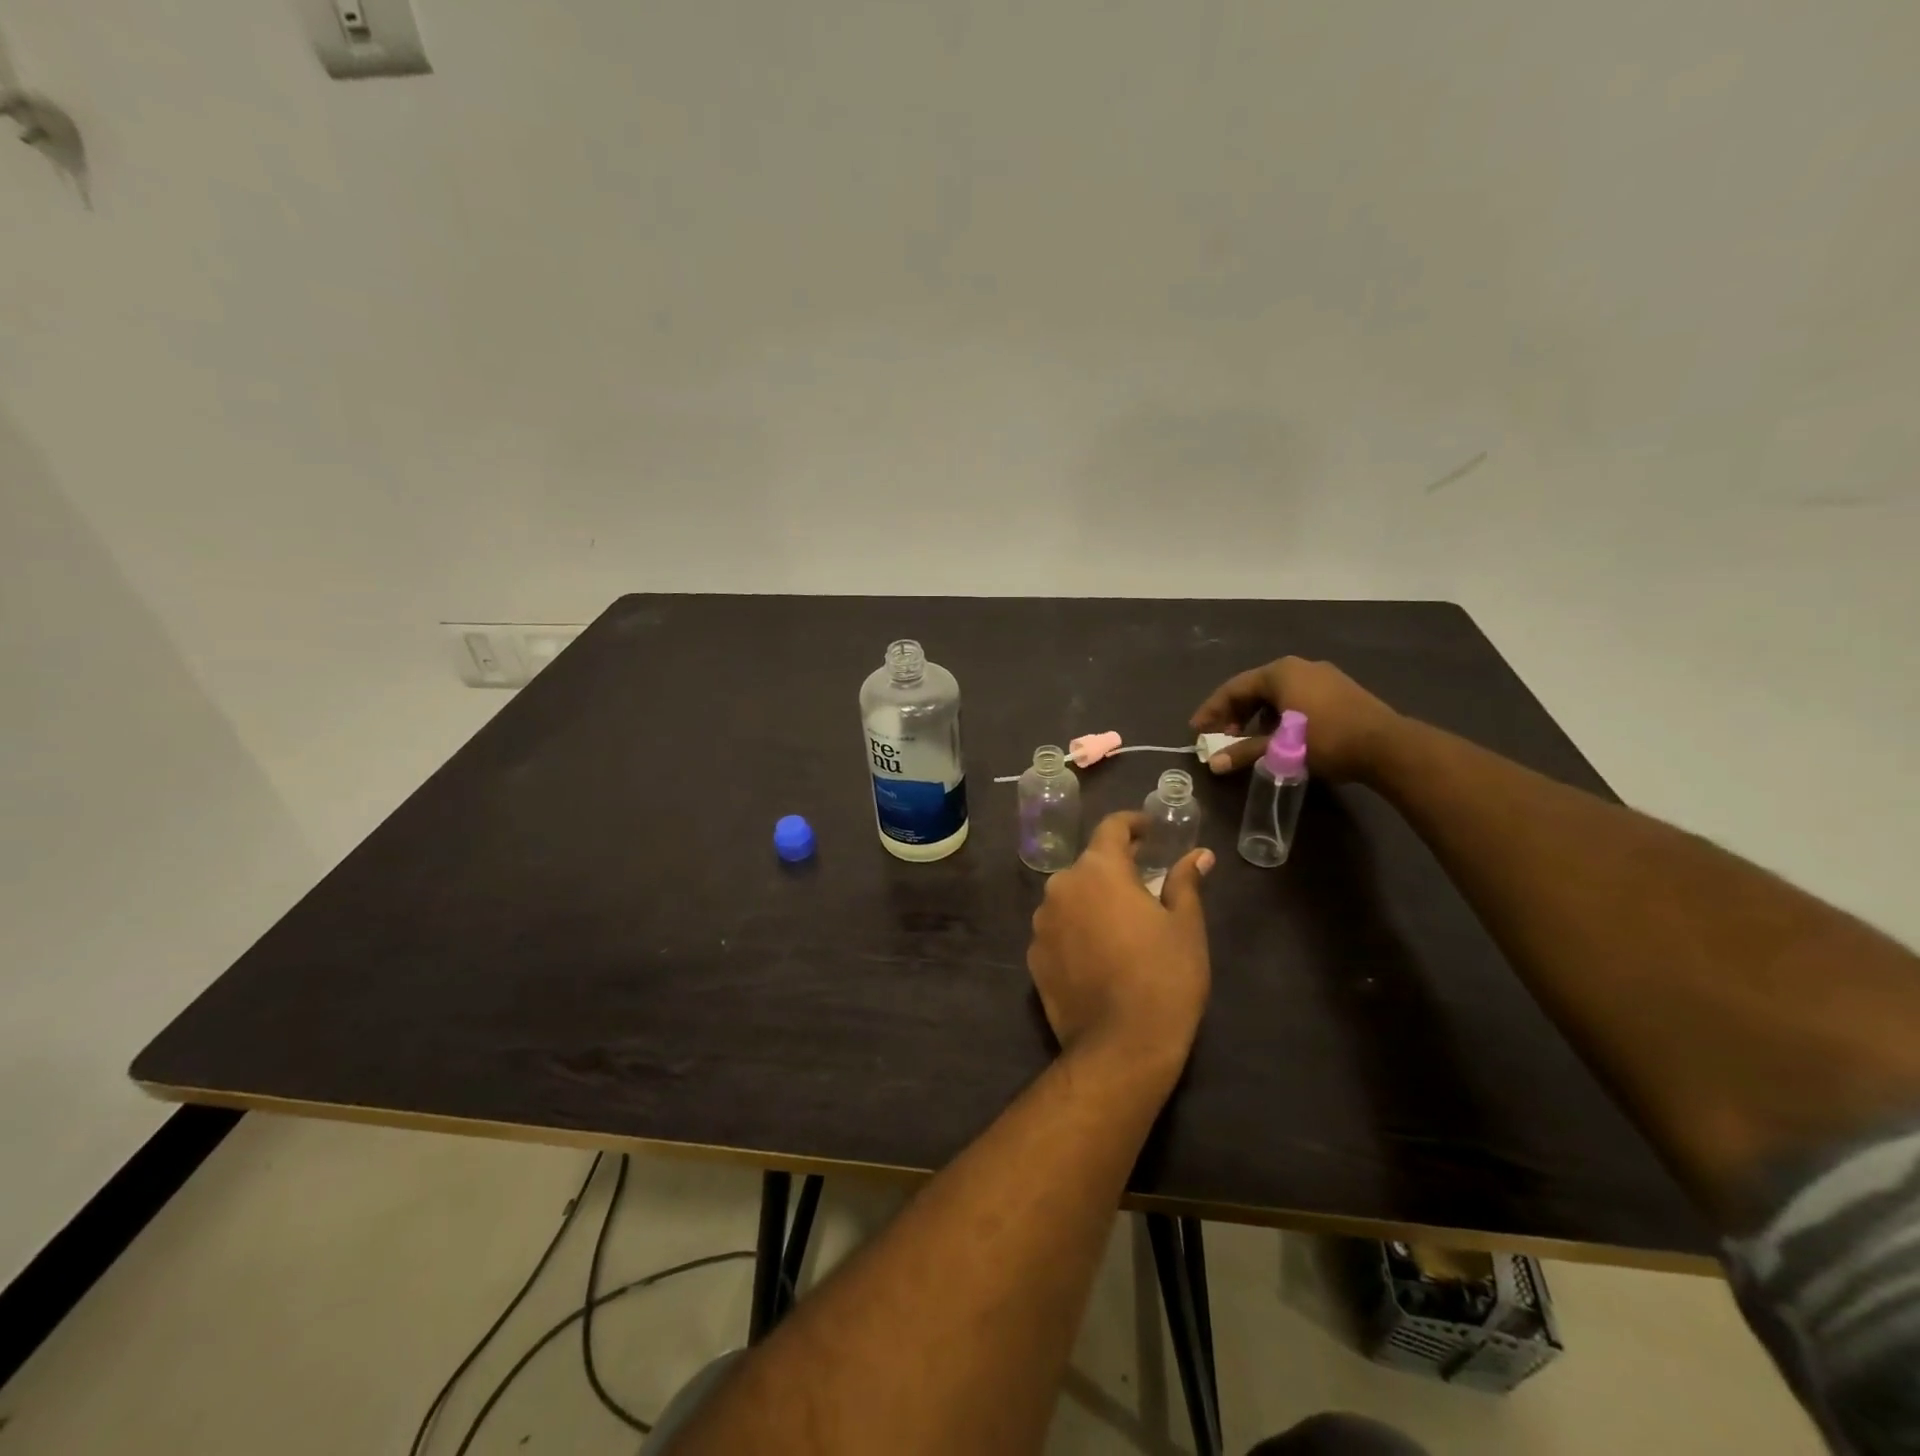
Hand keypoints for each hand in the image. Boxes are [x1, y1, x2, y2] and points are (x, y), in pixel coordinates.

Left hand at [1026, 813, 1213, 1079]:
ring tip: (1120, 925)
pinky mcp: (1033, 957)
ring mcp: (1041, 923)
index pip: (1111, 828)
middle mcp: (1061, 887)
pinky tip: (1098, 955)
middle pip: (1089, 866)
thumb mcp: (1185, 926)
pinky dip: (1076, 931)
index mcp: (1099, 870)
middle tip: (1143, 885)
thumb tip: (1199, 855)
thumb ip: (1185, 882)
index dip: (1132, 825)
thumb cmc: (1164, 977)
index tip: (1149, 831)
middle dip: (1114, 869)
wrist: (1121, 1046)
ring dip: (1092, 902)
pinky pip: (1058, 930)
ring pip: (1070, 898)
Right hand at [1190, 656, 1399, 781]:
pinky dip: (1279, 714)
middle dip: (1234, 713)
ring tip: (1248, 739)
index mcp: (1279, 673)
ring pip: (1276, 693)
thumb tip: (1214, 764)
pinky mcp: (1339, 689)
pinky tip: (1280, 735)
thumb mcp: (1281, 748)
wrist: (1387, 746)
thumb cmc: (1326, 740)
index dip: (1212, 710)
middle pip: (1254, 688)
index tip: (1197, 730)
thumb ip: (1245, 752)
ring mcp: (1322, 676)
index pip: (1234, 688)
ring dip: (1257, 715)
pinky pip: (1296, 697)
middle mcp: (1298, 667)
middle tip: (1221, 736)